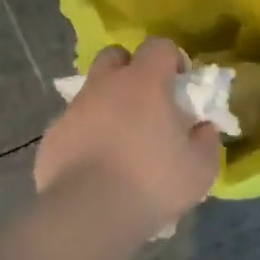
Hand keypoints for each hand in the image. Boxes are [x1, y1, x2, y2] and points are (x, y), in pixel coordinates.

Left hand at [36, 38, 221, 234]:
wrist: (88, 213)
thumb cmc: (152, 184)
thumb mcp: (200, 169)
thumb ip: (207, 140)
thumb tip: (204, 128)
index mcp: (144, 82)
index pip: (159, 46)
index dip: (172, 60)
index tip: (180, 86)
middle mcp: (105, 85)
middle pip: (115, 56)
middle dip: (131, 70)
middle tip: (146, 104)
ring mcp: (74, 108)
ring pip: (91, 90)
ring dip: (107, 104)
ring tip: (120, 141)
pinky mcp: (52, 135)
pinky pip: (73, 123)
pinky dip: (85, 134)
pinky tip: (94, 165)